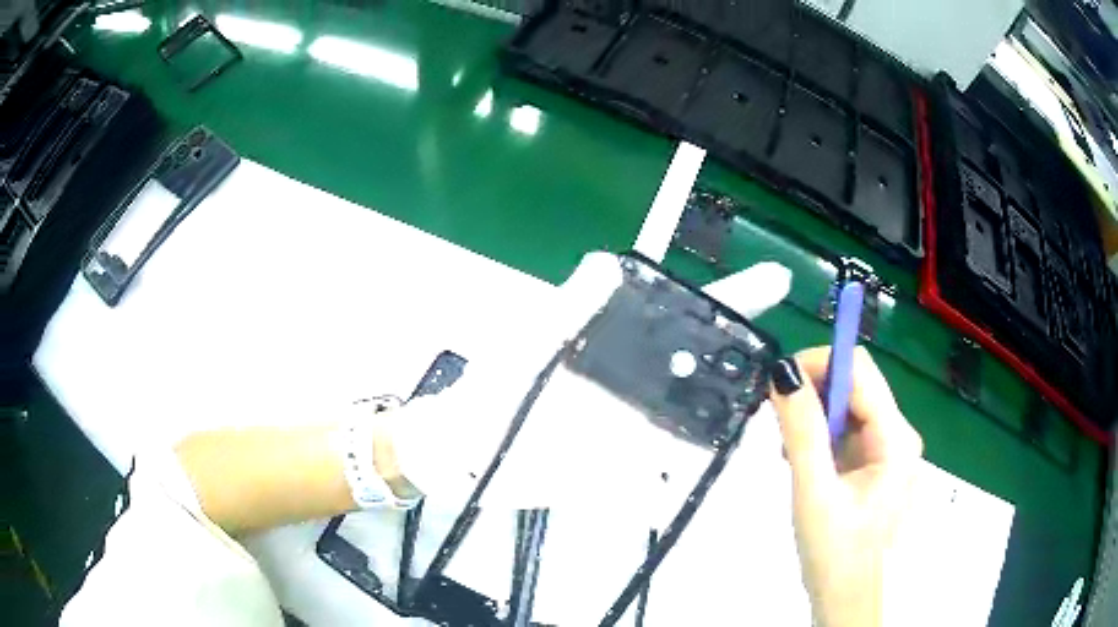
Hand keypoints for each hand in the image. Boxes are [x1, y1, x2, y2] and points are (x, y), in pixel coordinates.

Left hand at [389, 253, 792, 510]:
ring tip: (778, 425)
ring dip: (733, 426)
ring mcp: (632, 434)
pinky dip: (692, 477)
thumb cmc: (488, 389)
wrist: (458, 453)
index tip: (776, 281)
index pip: (685, 318)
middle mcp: (635, 389)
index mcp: (618, 348)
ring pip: (695, 427)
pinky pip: (665, 477)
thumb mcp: (525, 341)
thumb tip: (608, 264)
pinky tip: (725, 478)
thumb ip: (565, 307)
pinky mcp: (619, 474)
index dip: (731, 299)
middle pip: (704, 375)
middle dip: (748, 369)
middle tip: (794, 371)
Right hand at [770, 347, 923, 626]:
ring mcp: (890, 452)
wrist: (848, 602)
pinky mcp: (877, 466)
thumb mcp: (814, 494)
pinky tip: (806, 467)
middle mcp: (899, 436)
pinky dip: (822, 441)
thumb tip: (783, 372)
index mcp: (895, 439)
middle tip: (779, 428)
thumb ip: (801, 432)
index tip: (777, 384)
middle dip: (813, 397)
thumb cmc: (836, 555)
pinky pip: (848, 435)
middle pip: (856, 387)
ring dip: (814, 421)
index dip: (818, 364)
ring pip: (849, 410)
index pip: (859, 370)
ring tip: (790, 456)